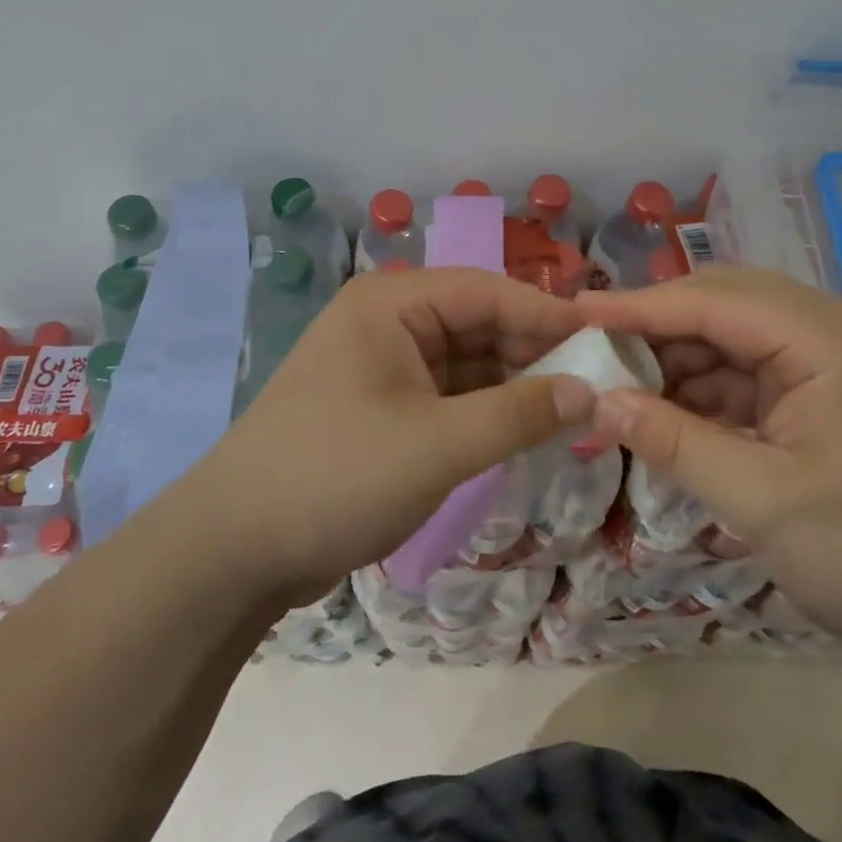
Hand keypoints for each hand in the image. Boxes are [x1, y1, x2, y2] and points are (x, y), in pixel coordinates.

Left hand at [192, 267, 593, 606]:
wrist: (233, 550)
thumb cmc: (336, 477)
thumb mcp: (438, 446)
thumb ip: (520, 413)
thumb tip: (589, 390)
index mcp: (393, 303)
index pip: (489, 292)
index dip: (551, 316)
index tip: (608, 342)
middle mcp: (389, 320)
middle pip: (480, 323)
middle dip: (536, 353)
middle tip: (599, 384)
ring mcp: (384, 363)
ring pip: (468, 361)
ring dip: (515, 384)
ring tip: (575, 409)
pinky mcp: (383, 404)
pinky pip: (449, 393)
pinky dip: (487, 409)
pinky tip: (527, 428)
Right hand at [577, 268, 841, 679]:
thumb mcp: (763, 501)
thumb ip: (674, 441)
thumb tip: (598, 402)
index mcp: (831, 338)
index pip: (716, 301)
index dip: (639, 306)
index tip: (574, 311)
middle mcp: (834, 333)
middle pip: (725, 306)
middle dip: (656, 328)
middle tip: (590, 347)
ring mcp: (833, 365)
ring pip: (734, 341)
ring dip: (677, 363)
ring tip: (617, 387)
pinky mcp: (828, 399)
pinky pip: (751, 378)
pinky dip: (705, 394)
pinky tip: (665, 415)